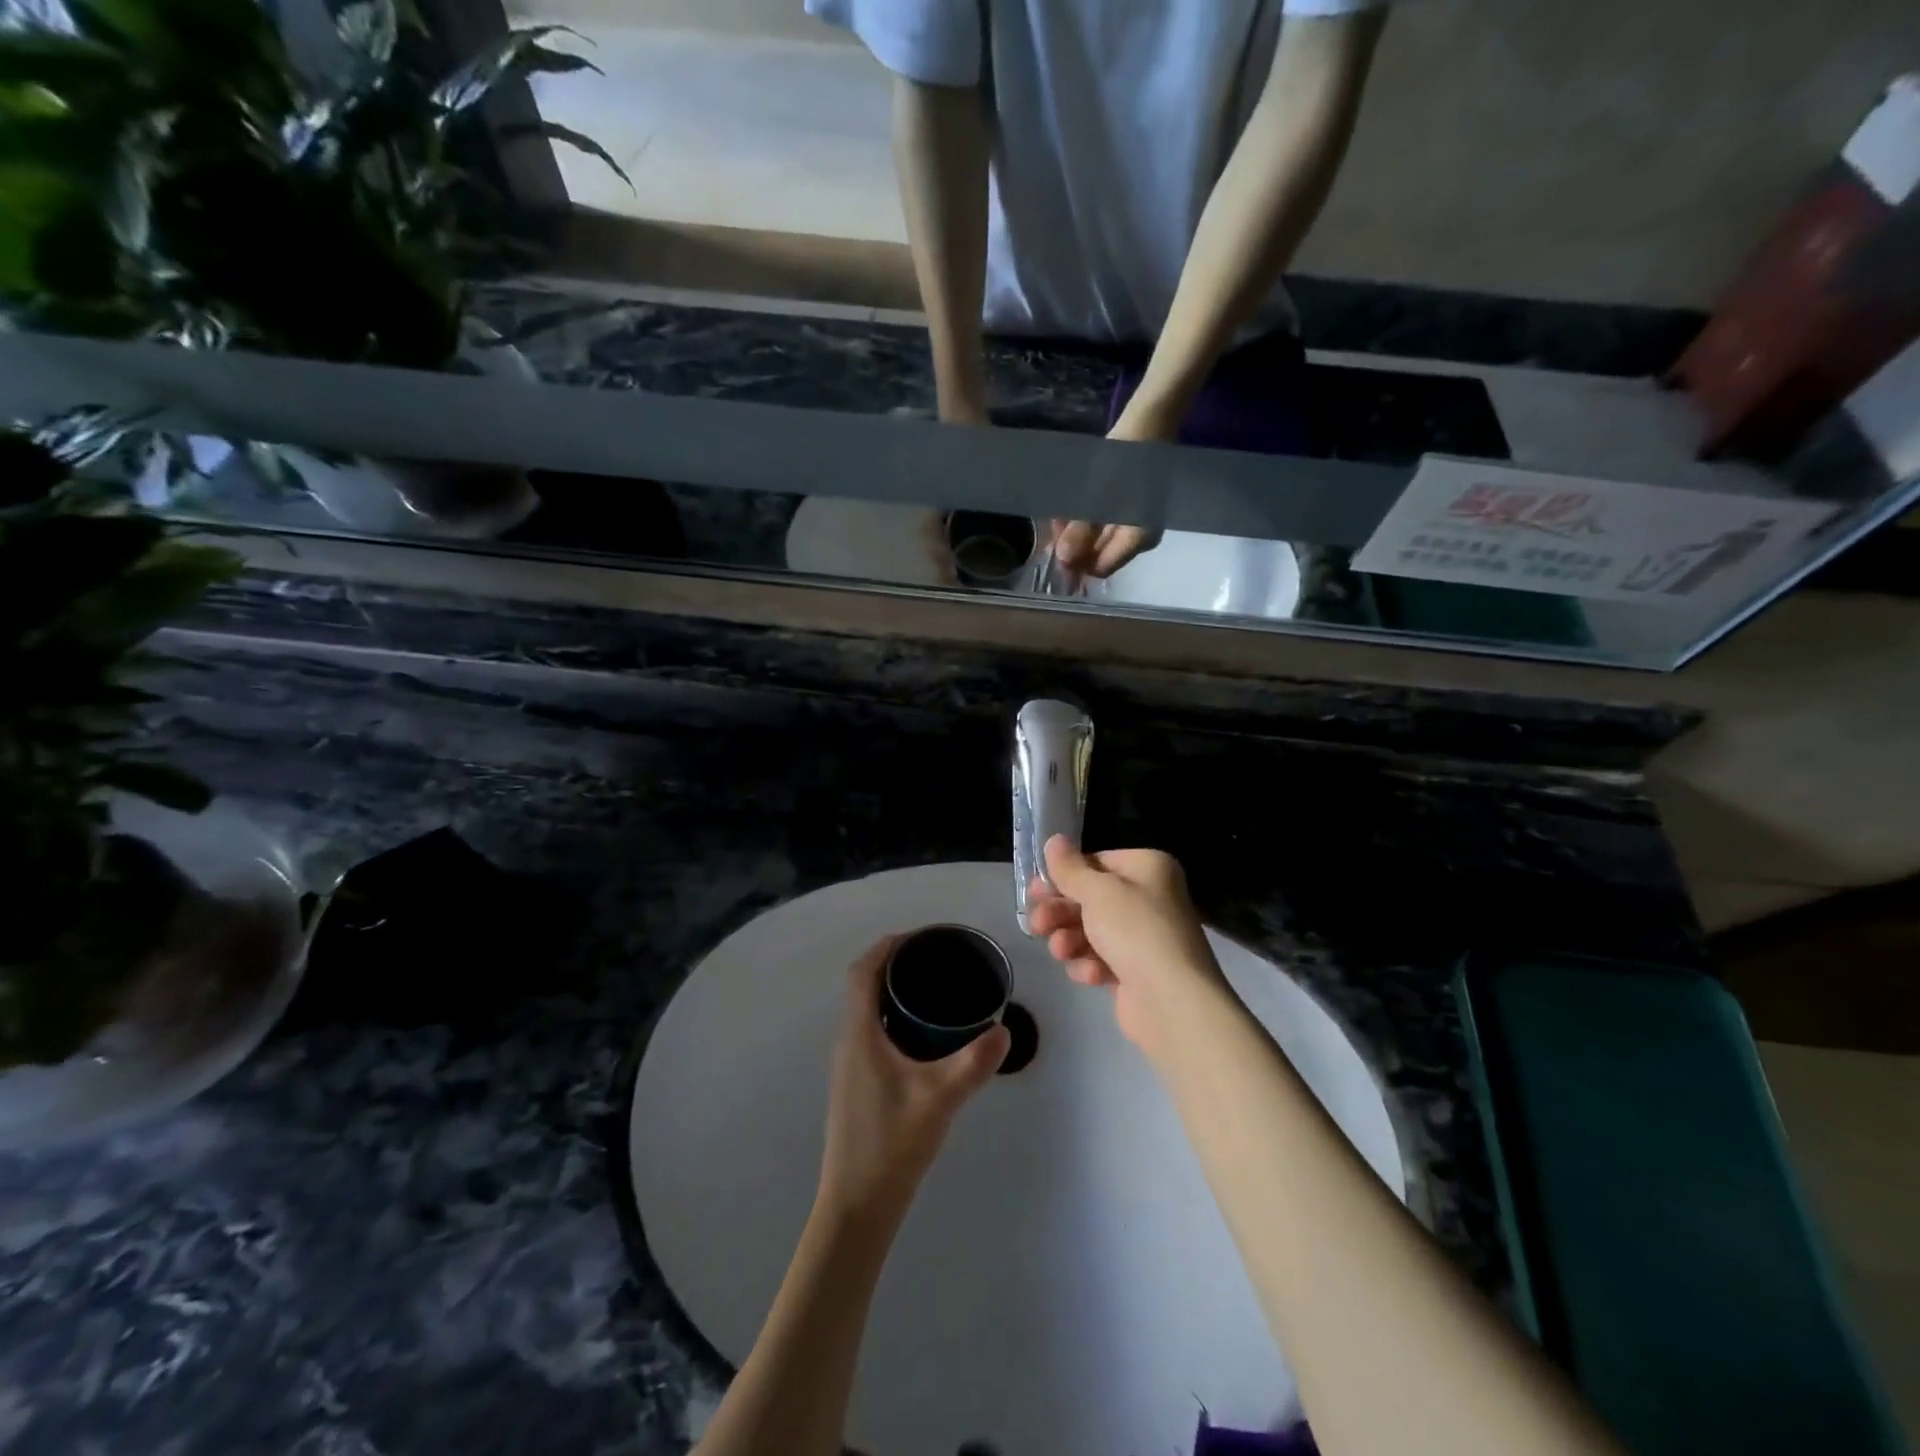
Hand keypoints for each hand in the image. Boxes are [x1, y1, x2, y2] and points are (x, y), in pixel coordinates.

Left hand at [817, 936, 1010, 1225]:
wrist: (857, 1206)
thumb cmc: (891, 1144)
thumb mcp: (939, 1099)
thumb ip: (973, 1063)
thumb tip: (1004, 1032)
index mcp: (859, 1034)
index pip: (862, 973)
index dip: (886, 947)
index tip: (921, 936)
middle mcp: (849, 1042)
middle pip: (864, 986)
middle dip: (895, 964)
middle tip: (937, 960)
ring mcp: (850, 1065)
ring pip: (868, 1012)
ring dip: (894, 992)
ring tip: (936, 989)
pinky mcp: (857, 1084)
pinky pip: (873, 1033)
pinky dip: (895, 1019)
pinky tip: (925, 1037)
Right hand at [1025, 837, 1229, 1059]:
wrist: (1173, 1001)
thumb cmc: (1135, 931)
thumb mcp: (1097, 891)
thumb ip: (1069, 868)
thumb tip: (1054, 840)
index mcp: (1147, 868)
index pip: (1096, 862)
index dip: (1064, 877)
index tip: (1036, 890)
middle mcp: (1149, 898)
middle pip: (1090, 898)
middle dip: (1060, 912)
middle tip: (1037, 923)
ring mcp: (1143, 937)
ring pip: (1090, 931)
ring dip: (1070, 939)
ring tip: (1060, 951)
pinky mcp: (1136, 972)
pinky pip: (1102, 960)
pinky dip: (1090, 965)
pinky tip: (1090, 974)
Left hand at [1047, 398, 1181, 579]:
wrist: (1147, 424)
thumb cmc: (1125, 460)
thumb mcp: (1099, 496)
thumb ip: (1082, 530)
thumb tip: (1065, 559)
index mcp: (1138, 539)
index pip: (1100, 568)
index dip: (1076, 563)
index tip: (1054, 549)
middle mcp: (1138, 540)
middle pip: (1098, 556)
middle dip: (1073, 545)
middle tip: (1053, 528)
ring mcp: (1134, 526)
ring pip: (1097, 541)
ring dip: (1075, 532)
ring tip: (1057, 515)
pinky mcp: (1128, 512)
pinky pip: (1102, 526)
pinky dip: (1084, 521)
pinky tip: (1067, 510)